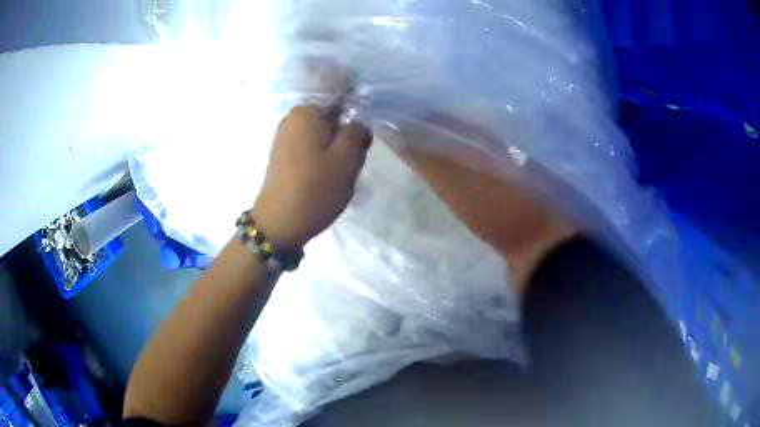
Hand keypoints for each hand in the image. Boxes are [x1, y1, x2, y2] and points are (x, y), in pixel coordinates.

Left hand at [252, 105, 372, 251]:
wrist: (279, 224)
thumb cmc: (315, 188)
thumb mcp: (347, 158)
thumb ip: (358, 131)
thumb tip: (359, 122)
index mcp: (306, 112)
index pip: (343, 101)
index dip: (356, 121)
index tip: (358, 145)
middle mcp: (291, 118)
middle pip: (332, 120)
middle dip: (344, 138)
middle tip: (348, 163)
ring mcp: (284, 137)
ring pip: (323, 136)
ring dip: (334, 152)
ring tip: (335, 174)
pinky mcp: (282, 156)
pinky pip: (310, 149)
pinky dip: (320, 160)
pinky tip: (321, 178)